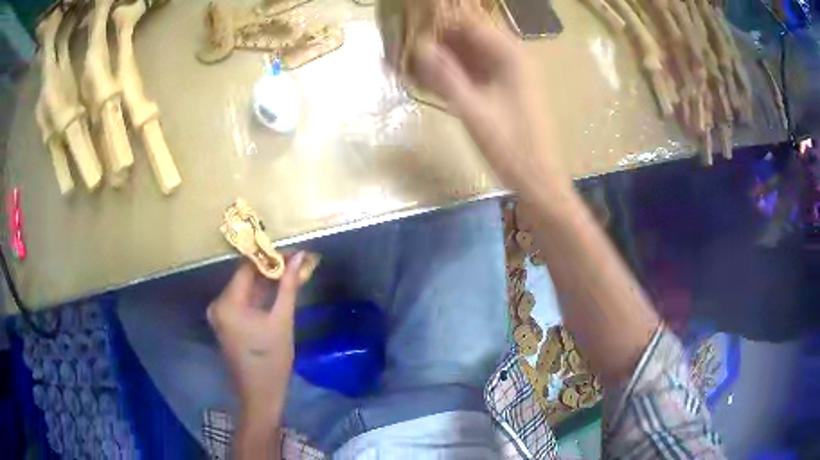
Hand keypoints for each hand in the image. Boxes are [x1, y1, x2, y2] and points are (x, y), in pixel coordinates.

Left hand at [207, 253, 304, 426]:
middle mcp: (218, 304)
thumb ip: (288, 286)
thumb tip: (300, 255)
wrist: (260, 394)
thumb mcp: (282, 320)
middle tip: (295, 263)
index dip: (270, 257)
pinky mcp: (225, 323)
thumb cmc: (273, 360)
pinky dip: (258, 297)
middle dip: (270, 270)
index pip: (247, 267)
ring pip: (244, 290)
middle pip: (244, 278)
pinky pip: (242, 302)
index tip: (293, 253)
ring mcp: (219, 315)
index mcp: (227, 303)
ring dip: (265, 283)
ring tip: (290, 274)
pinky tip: (276, 292)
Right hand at [410, 17, 568, 196]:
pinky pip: (475, 73)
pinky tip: (428, 80)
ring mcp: (509, 75)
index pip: (470, 24)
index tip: (410, 26)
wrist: (538, 180)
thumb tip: (418, 47)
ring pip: (470, 55)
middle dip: (438, 39)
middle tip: (404, 45)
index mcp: (510, 57)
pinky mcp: (504, 91)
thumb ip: (445, 77)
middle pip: (469, 38)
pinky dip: (453, 74)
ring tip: (409, 62)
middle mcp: (512, 59)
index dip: (441, 23)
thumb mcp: (473, 111)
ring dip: (443, 57)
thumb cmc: (510, 147)